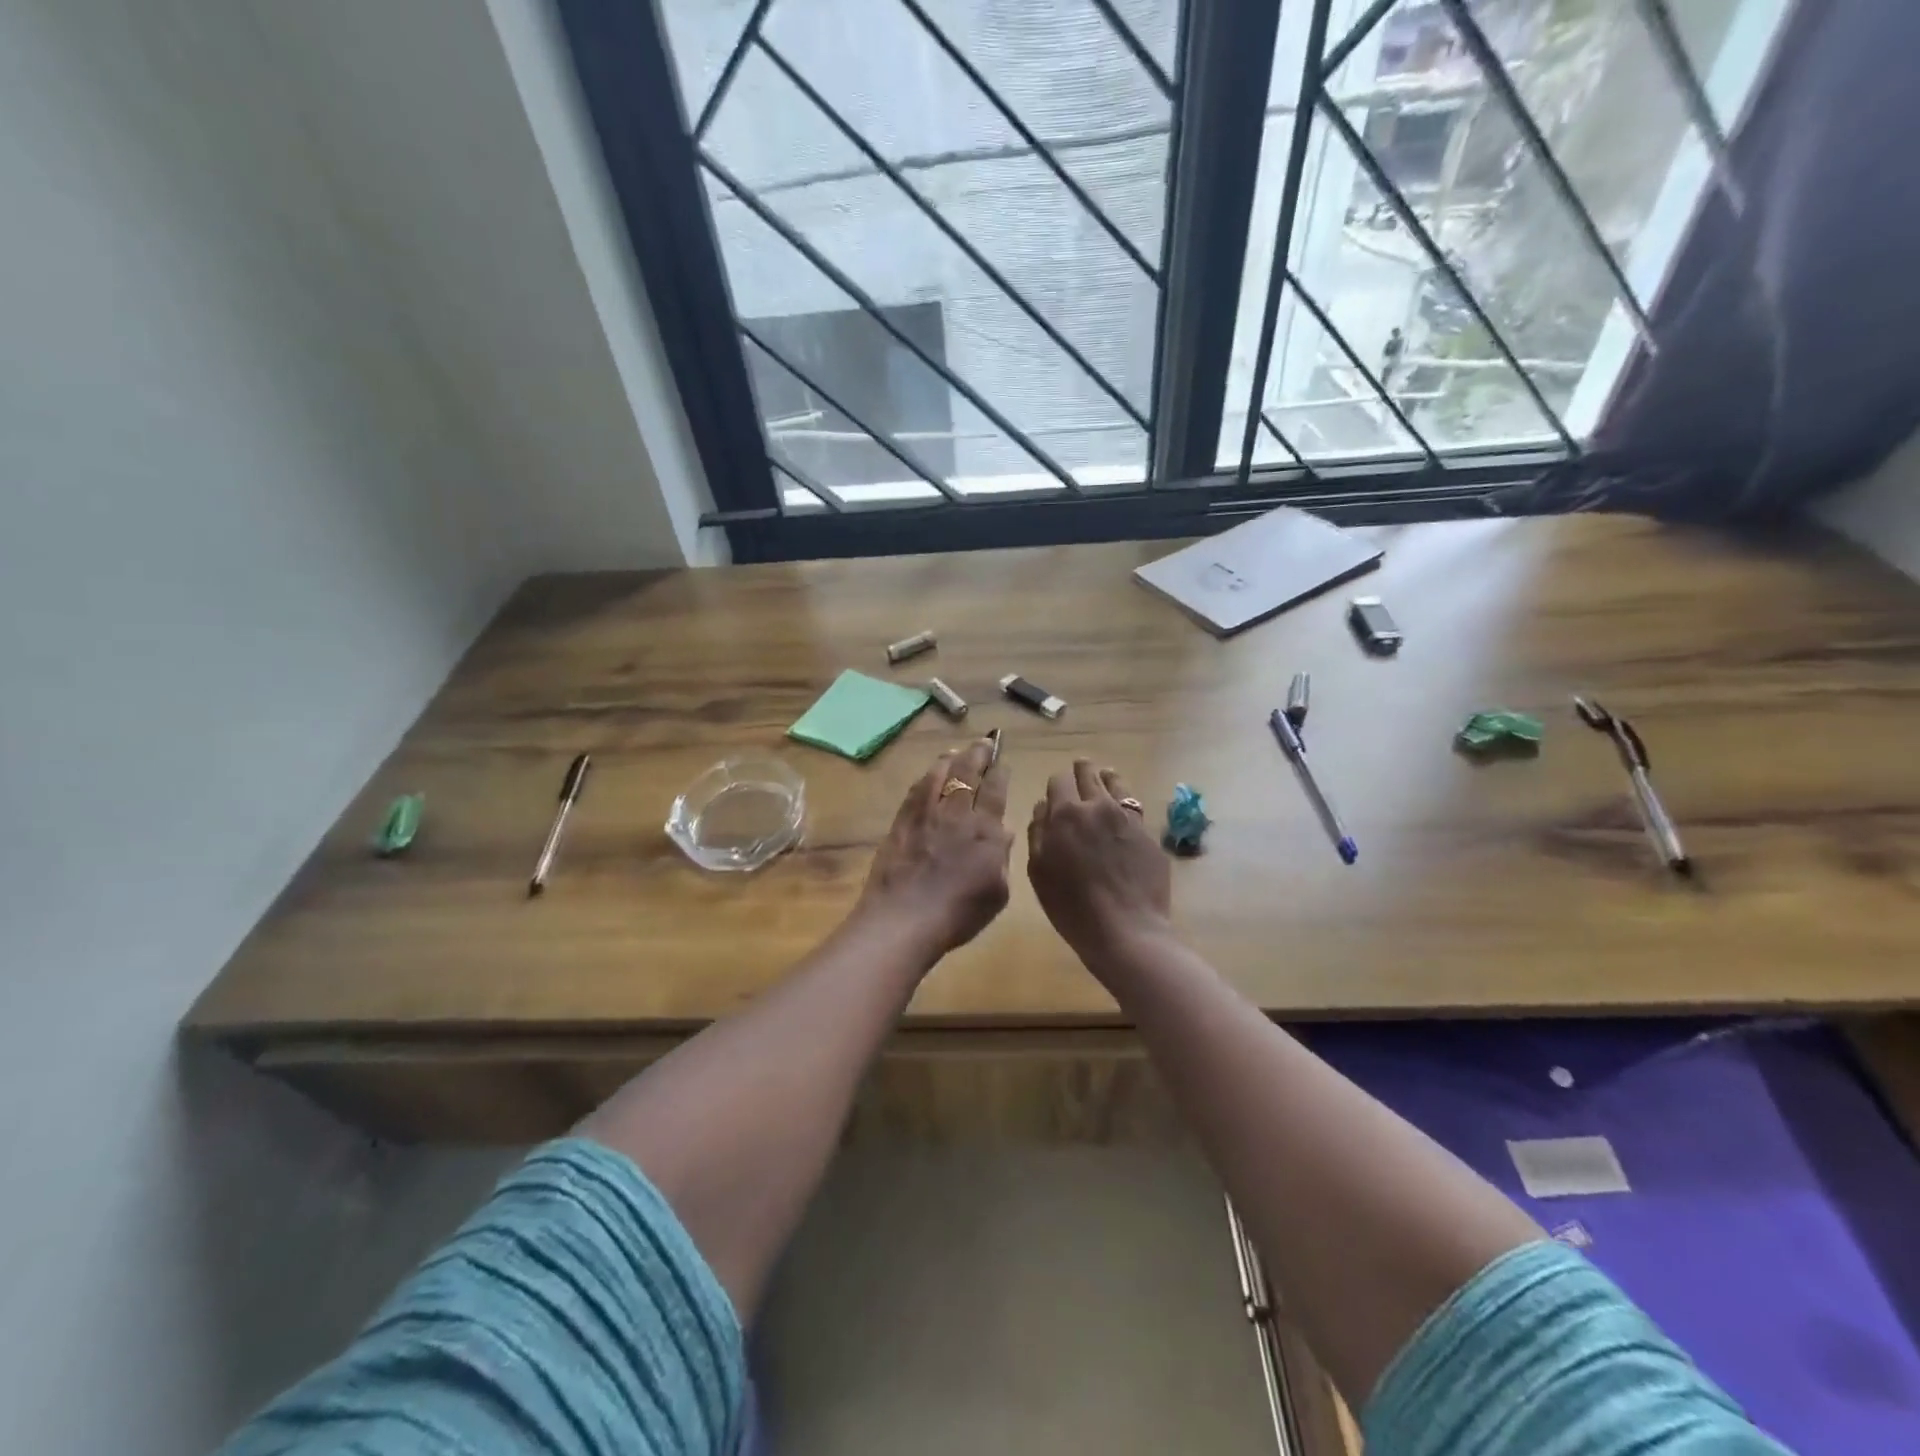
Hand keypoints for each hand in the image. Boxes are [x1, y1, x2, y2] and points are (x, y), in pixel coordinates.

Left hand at [856, 738, 1012, 960]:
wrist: (904, 919)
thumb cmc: (958, 914)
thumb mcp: (996, 893)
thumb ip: (1002, 859)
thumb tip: (1004, 832)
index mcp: (985, 831)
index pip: (995, 790)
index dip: (999, 772)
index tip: (1002, 760)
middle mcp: (956, 814)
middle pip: (967, 773)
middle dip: (978, 754)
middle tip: (984, 741)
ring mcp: (925, 815)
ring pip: (939, 775)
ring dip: (950, 760)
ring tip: (956, 752)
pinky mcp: (901, 822)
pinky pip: (916, 791)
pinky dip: (925, 778)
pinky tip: (927, 775)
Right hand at [1027, 759, 1170, 963]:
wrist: (1126, 930)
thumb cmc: (1072, 906)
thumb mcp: (1039, 872)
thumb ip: (1037, 833)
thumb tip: (1042, 807)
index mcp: (1066, 814)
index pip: (1058, 781)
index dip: (1056, 785)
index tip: (1056, 792)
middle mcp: (1098, 807)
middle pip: (1089, 774)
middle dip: (1082, 771)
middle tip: (1080, 771)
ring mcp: (1128, 818)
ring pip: (1116, 784)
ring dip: (1107, 779)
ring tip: (1105, 779)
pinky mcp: (1149, 834)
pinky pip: (1135, 808)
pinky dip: (1126, 804)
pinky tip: (1123, 813)